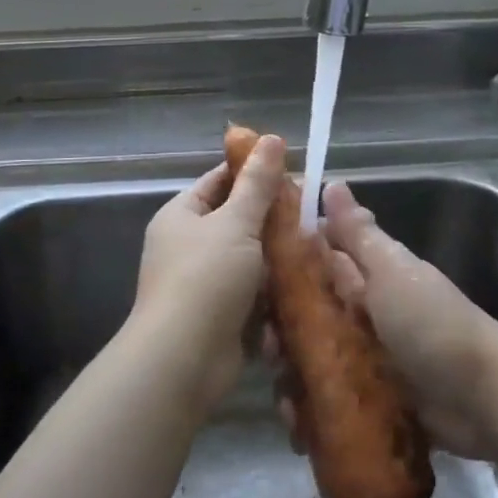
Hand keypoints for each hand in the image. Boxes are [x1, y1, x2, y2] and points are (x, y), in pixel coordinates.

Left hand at [130, 134, 287, 408]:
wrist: (183, 360)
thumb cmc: (206, 279)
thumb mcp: (236, 223)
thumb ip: (257, 183)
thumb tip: (272, 138)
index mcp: (181, 215)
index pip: (219, 180)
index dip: (254, 173)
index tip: (293, 173)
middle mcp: (187, 245)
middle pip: (237, 221)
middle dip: (272, 220)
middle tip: (311, 216)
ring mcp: (202, 283)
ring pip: (249, 260)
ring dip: (277, 259)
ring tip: (315, 250)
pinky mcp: (219, 316)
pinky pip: (251, 295)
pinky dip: (272, 293)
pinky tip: (303, 287)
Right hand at [274, 180, 497, 458]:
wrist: (484, 399)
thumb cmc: (432, 324)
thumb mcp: (393, 271)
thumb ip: (359, 233)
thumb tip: (332, 182)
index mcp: (366, 278)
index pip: (313, 263)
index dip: (280, 269)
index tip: (250, 280)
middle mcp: (361, 315)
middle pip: (306, 316)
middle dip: (280, 332)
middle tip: (267, 349)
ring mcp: (365, 360)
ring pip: (313, 360)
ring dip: (292, 377)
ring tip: (283, 398)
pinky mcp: (369, 401)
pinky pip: (330, 402)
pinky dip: (311, 413)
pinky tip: (297, 425)